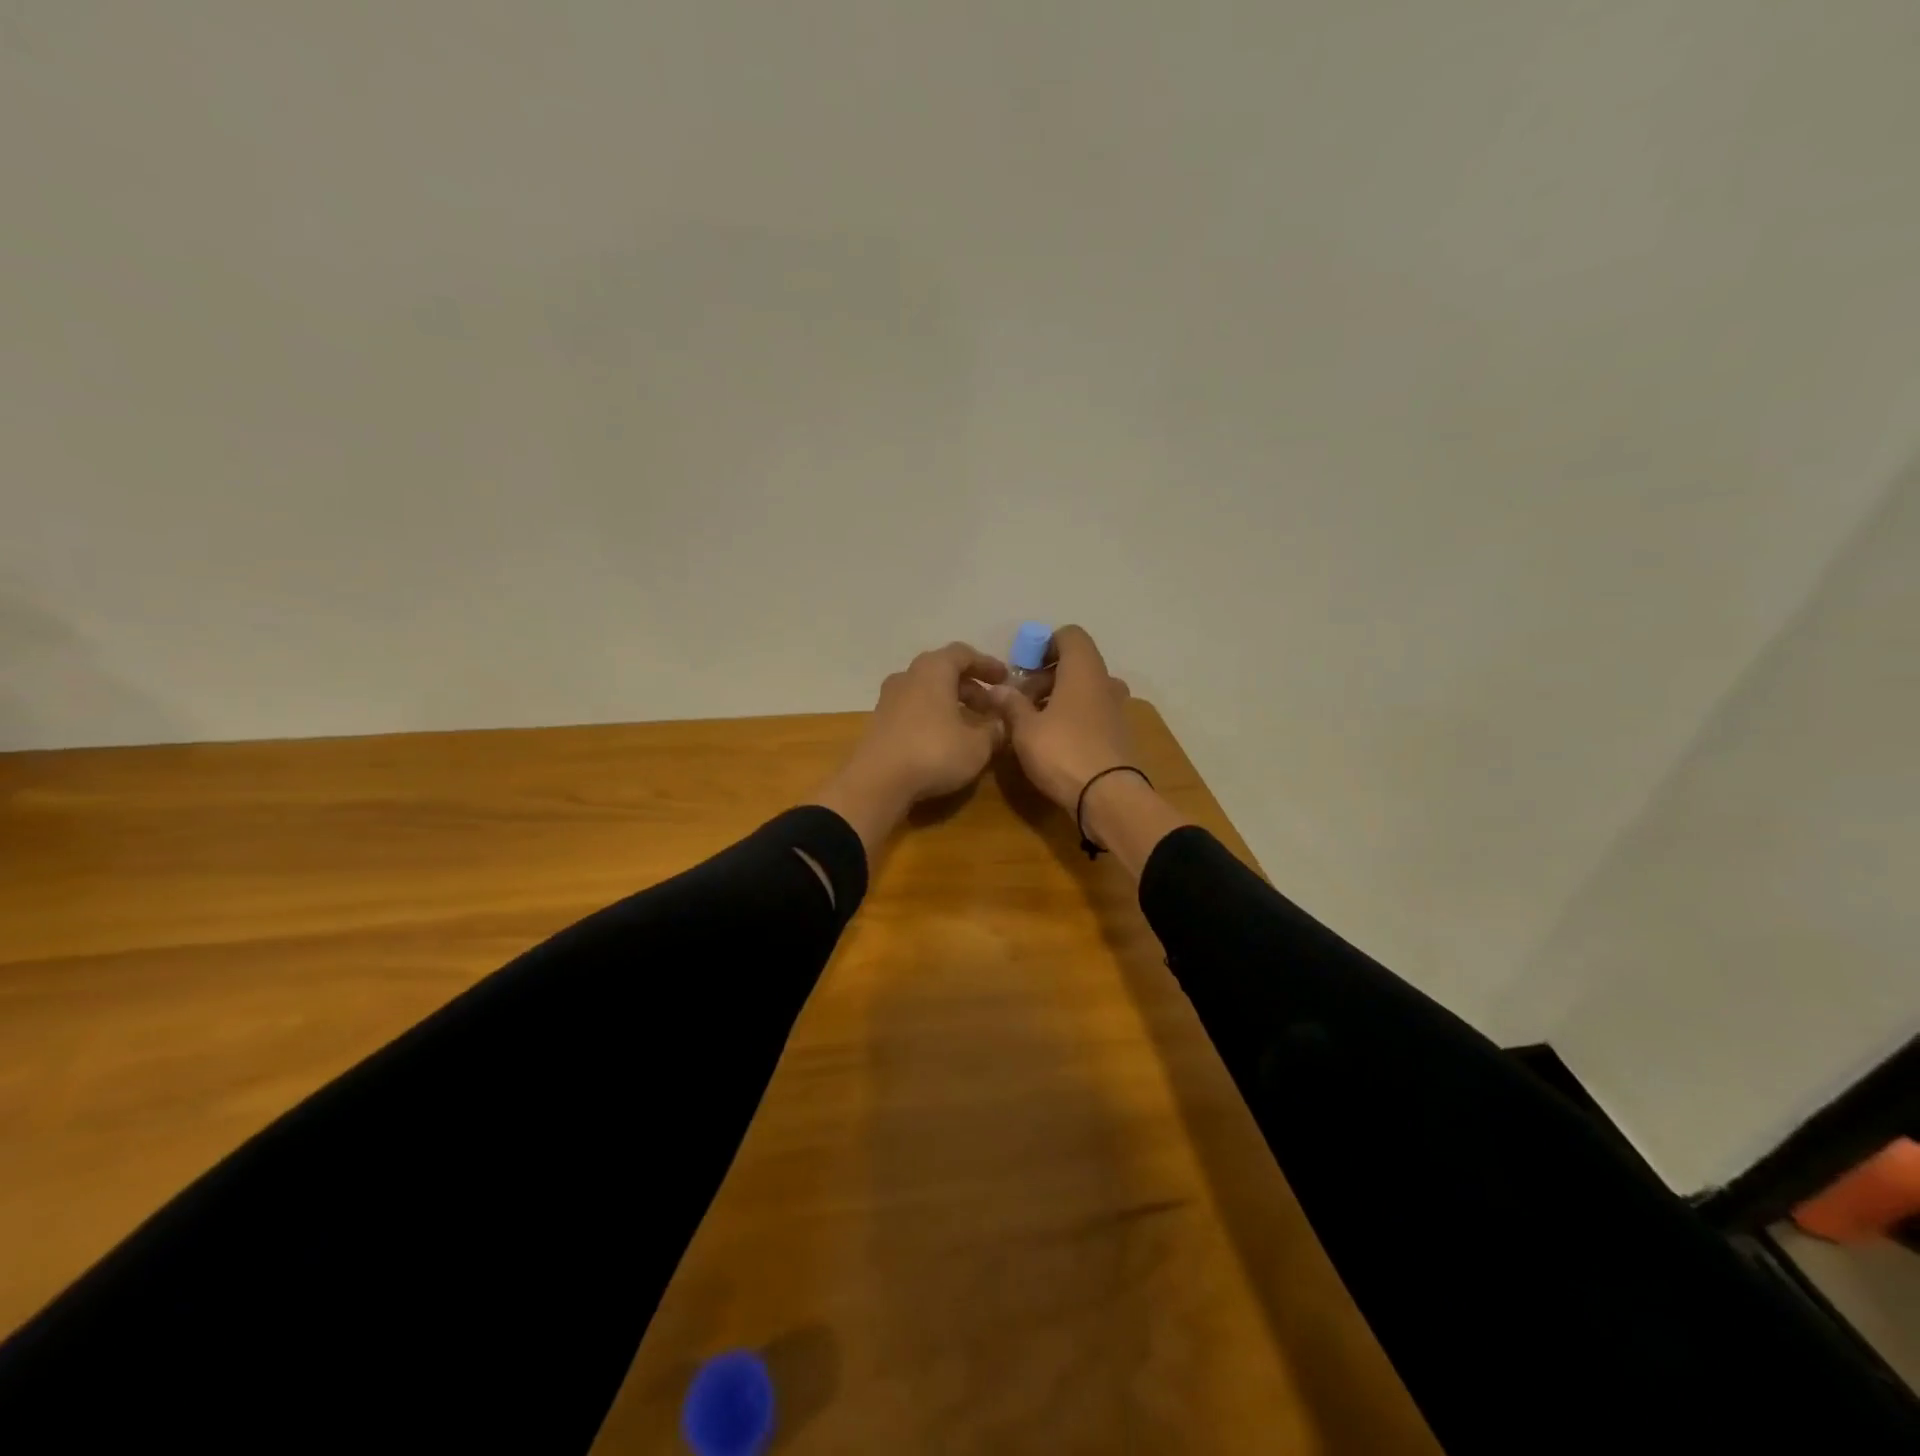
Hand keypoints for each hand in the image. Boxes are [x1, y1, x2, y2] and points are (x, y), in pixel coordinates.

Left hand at [815, 642, 1007, 854]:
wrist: (877, 783)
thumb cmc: (934, 752)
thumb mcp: (978, 745)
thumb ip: (995, 729)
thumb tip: (1003, 723)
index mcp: (933, 669)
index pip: (963, 654)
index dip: (987, 665)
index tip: (1005, 680)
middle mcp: (908, 676)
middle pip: (943, 672)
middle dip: (970, 687)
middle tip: (991, 707)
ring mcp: (889, 699)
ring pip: (927, 692)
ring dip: (951, 703)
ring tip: (971, 725)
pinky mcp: (879, 723)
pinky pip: (913, 710)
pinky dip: (933, 717)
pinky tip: (945, 739)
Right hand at [989, 625, 1132, 812]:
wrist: (1108, 797)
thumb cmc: (1063, 752)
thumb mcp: (1025, 729)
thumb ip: (1011, 705)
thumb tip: (996, 690)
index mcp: (1083, 670)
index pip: (1070, 635)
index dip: (1045, 644)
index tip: (1023, 668)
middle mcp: (1104, 682)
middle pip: (1076, 663)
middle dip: (1046, 676)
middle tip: (1021, 700)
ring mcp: (1116, 708)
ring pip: (1084, 689)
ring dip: (1059, 697)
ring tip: (1034, 722)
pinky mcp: (1119, 734)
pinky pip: (1093, 712)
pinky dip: (1074, 716)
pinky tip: (1054, 740)